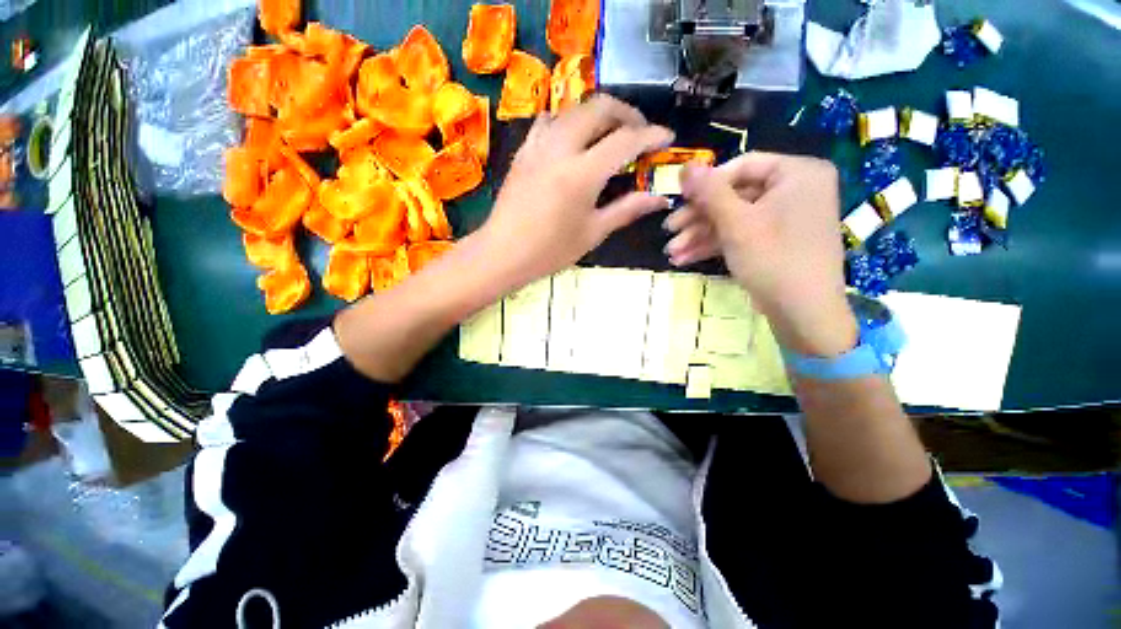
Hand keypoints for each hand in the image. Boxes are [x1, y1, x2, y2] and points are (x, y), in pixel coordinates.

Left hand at [478, 95, 673, 288]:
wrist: (503, 253)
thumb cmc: (550, 251)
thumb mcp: (593, 232)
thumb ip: (627, 209)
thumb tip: (659, 198)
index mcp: (582, 173)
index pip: (625, 140)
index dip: (651, 135)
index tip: (666, 138)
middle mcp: (560, 148)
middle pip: (599, 108)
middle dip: (627, 113)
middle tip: (639, 133)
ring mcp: (538, 146)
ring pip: (573, 109)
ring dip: (597, 114)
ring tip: (609, 134)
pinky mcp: (523, 151)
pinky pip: (549, 121)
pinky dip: (569, 122)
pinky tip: (573, 141)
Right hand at [669, 152, 856, 355]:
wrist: (804, 315)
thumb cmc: (773, 260)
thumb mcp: (736, 224)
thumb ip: (710, 192)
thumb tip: (685, 166)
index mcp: (797, 173)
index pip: (742, 166)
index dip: (706, 185)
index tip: (677, 202)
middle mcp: (795, 189)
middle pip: (734, 196)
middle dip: (697, 219)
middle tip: (668, 233)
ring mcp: (786, 217)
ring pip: (734, 218)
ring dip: (700, 236)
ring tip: (671, 254)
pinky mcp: (776, 240)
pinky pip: (742, 234)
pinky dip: (715, 245)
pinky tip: (685, 259)